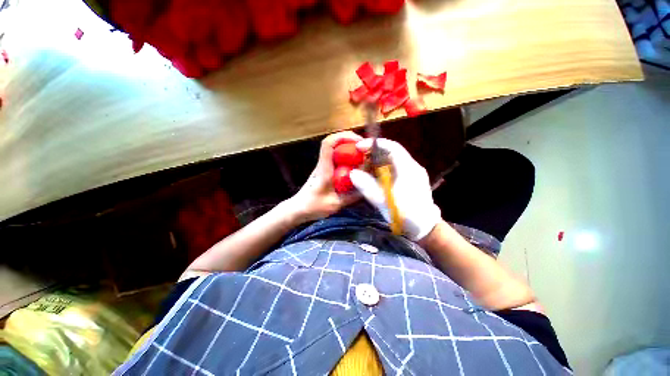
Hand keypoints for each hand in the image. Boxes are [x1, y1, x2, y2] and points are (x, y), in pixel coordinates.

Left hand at [286, 131, 362, 222]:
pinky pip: (336, 158)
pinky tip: (355, 166)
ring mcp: (323, 166)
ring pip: (335, 149)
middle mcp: (323, 164)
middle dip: (350, 140)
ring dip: (349, 148)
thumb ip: (351, 197)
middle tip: (365, 148)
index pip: (328, 144)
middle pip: (334, 142)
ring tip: (363, 155)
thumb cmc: (313, 206)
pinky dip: (347, 157)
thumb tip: (368, 187)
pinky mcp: (325, 170)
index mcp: (324, 169)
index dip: (343, 137)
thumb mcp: (335, 204)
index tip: (359, 141)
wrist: (298, 208)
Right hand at [350, 138, 440, 240]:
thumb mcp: (384, 202)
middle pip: (392, 152)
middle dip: (374, 153)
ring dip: (378, 161)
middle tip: (358, 158)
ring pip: (393, 161)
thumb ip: (368, 187)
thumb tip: (353, 173)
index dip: (374, 144)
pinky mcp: (411, 180)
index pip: (392, 147)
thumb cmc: (406, 215)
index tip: (359, 147)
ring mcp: (413, 173)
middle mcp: (412, 167)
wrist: (426, 229)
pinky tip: (375, 177)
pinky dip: (383, 169)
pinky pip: (395, 169)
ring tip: (364, 167)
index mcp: (408, 169)